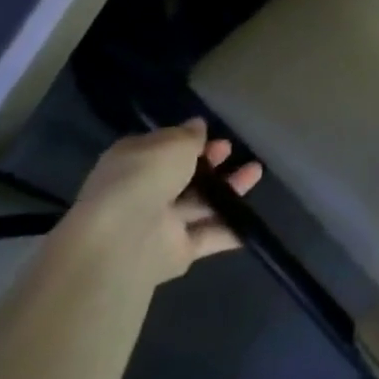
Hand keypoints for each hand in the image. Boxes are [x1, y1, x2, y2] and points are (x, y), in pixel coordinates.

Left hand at [65, 120, 263, 287]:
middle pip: (184, 177)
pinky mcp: (176, 252)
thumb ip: (188, 135)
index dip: (189, 141)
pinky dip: (229, 231)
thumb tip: (197, 126)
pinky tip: (252, 221)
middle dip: (210, 164)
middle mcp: (143, 192)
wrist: (122, 243)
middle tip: (232, 151)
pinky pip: (208, 237)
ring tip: (256, 172)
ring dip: (229, 190)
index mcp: (133, 162)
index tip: (214, 136)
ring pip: (200, 204)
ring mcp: (159, 224)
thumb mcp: (172, 143)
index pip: (163, 149)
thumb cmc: (144, 178)